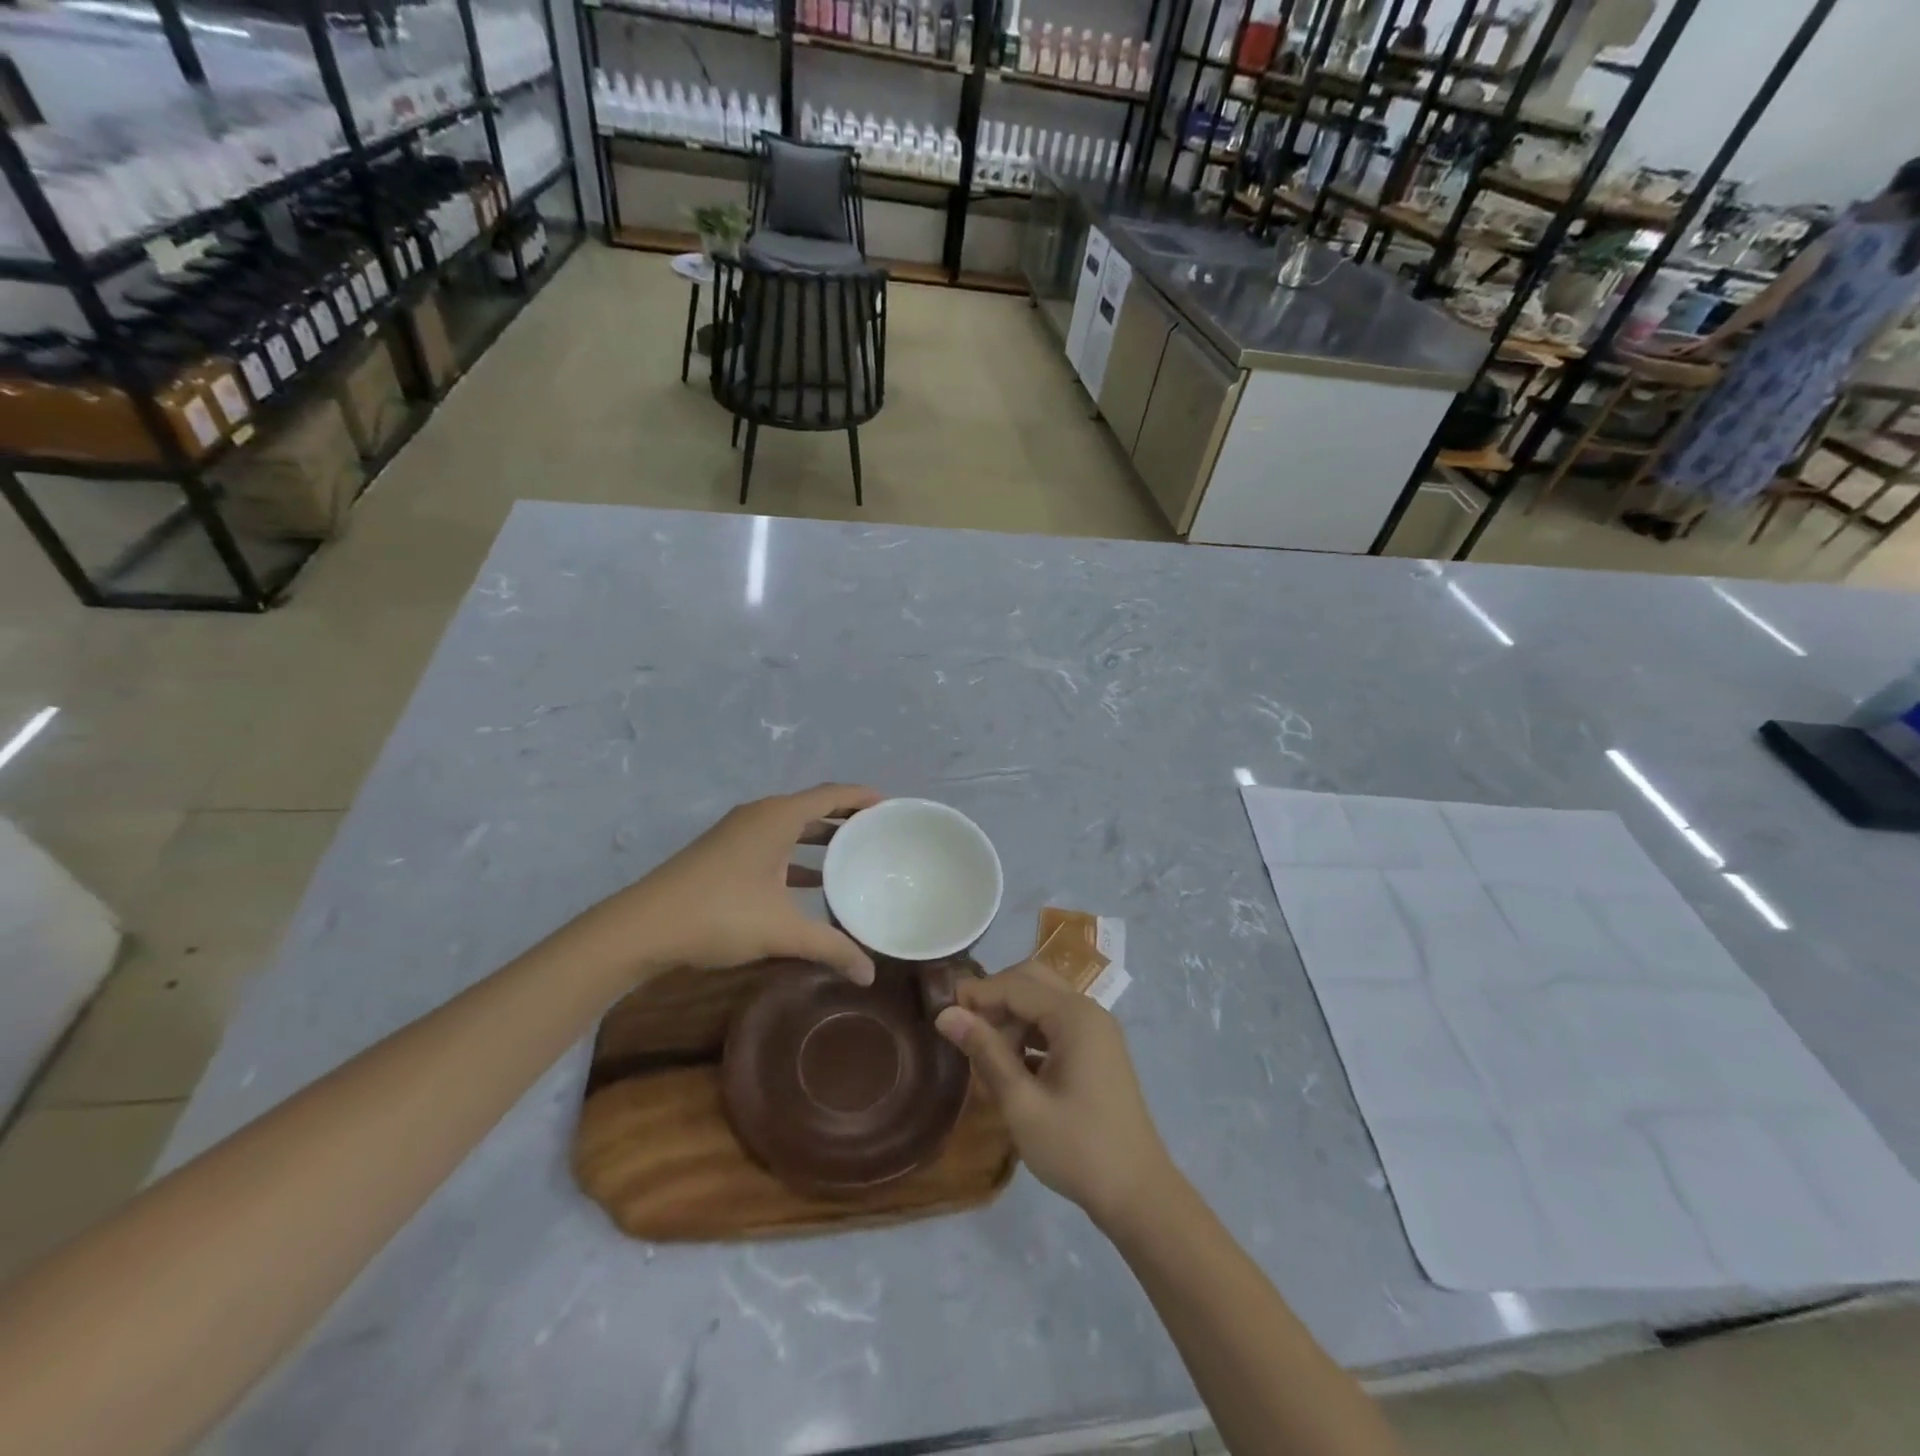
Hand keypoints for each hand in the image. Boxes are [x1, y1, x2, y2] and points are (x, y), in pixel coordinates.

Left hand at [584, 784, 882, 984]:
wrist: (643, 927)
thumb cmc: (720, 914)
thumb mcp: (782, 931)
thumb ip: (831, 948)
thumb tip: (870, 975)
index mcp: (777, 818)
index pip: (832, 794)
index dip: (863, 797)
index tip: (892, 807)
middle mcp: (759, 816)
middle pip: (813, 807)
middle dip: (846, 818)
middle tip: (880, 835)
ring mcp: (738, 834)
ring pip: (791, 827)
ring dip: (821, 838)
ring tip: (854, 856)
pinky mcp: (724, 854)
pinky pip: (774, 843)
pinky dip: (797, 856)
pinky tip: (811, 883)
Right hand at [935, 961, 1171, 1227]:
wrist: (1138, 1194)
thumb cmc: (1077, 1149)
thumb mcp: (1022, 1103)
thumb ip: (985, 1052)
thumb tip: (946, 1014)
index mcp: (1074, 1016)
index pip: (1015, 985)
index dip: (976, 994)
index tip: (941, 1013)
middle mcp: (1088, 1011)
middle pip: (1032, 982)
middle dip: (995, 999)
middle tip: (963, 1028)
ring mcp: (1096, 1031)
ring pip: (1043, 1002)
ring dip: (1011, 1018)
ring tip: (983, 1055)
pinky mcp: (1097, 1051)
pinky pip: (1056, 1025)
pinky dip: (1030, 1035)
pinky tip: (1010, 1067)